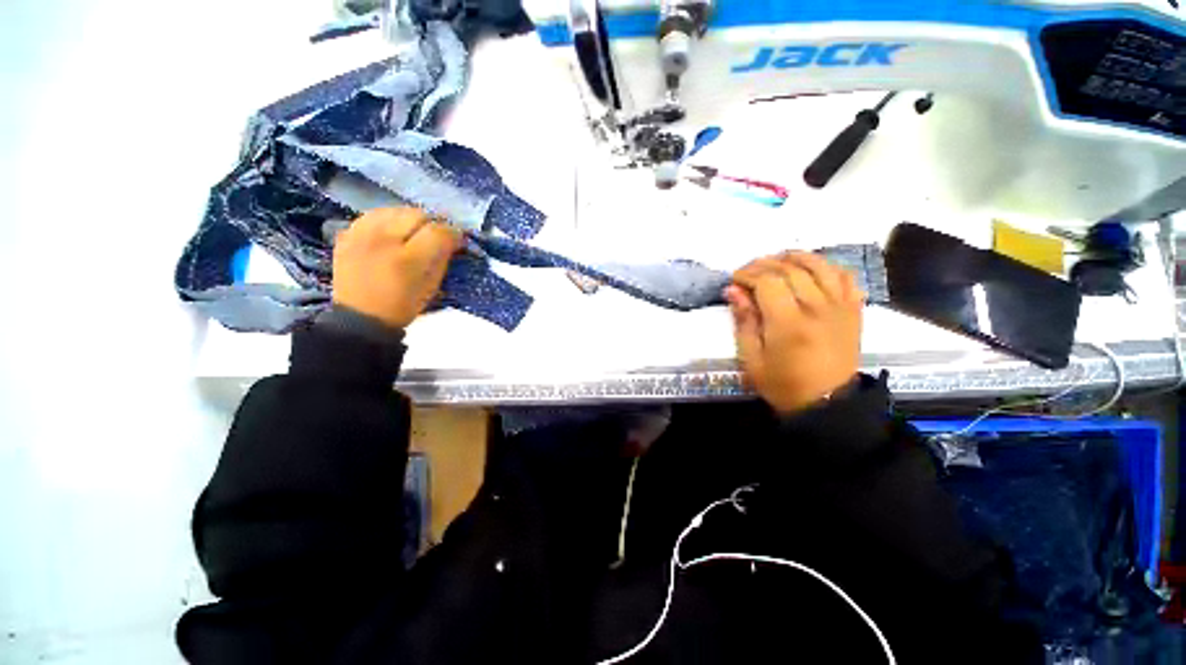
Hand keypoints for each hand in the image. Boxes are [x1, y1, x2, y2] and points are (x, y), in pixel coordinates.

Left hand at [332, 208, 463, 328]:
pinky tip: (392, 231)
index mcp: (409, 259)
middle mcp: (384, 240)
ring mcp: (362, 234)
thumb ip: (443, 259)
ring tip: (414, 231)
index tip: (458, 240)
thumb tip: (454, 241)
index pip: (438, 231)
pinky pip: (373, 214)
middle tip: (437, 235)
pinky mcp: (347, 234)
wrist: (360, 316)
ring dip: (410, 219)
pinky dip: (387, 219)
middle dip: (432, 223)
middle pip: (417, 214)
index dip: (453, 233)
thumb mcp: (432, 287)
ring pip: (395, 209)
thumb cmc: (403, 306)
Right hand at [726, 252, 863, 415]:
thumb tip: (732, 290)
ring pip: (819, 265)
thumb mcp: (752, 359)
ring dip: (795, 257)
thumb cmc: (783, 384)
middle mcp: (818, 308)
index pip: (768, 282)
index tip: (735, 280)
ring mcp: (840, 307)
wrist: (828, 403)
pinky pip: (844, 276)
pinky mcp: (854, 310)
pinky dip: (827, 266)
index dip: (748, 274)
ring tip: (777, 260)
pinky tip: (812, 269)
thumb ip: (743, 322)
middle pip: (791, 269)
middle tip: (749, 271)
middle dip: (765, 264)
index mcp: (789, 324)